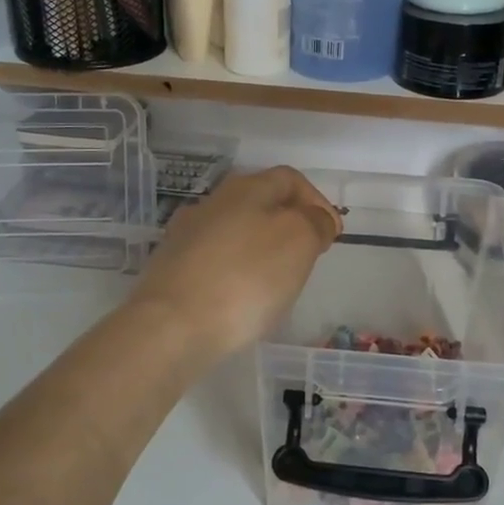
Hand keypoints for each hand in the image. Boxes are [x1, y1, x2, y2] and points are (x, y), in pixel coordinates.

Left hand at [128, 167, 341, 361]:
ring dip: (260, 249)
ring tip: (276, 281)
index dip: (316, 201)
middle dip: (288, 225)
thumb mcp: (298, 241)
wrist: (172, 326)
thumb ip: (314, 222)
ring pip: (235, 232)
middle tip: (308, 256)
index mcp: (245, 189)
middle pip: (259, 203)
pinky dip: (235, 272)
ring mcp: (185, 236)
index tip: (333, 233)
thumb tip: (316, 218)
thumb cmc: (246, 277)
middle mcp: (211, 204)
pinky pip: (214, 262)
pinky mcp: (170, 270)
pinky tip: (241, 298)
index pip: (289, 179)